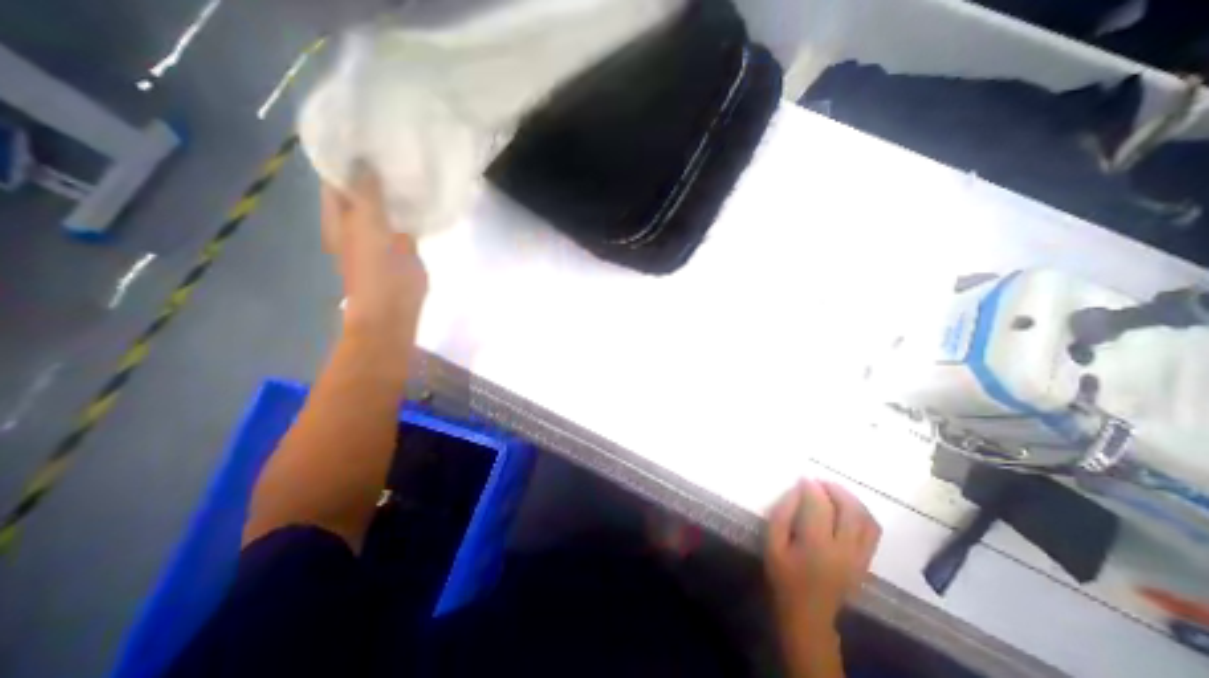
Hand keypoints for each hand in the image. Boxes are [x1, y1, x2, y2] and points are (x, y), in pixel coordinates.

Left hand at [324, 164, 425, 350]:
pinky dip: (410, 207)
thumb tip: (364, 160)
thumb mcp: (367, 226)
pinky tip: (422, 195)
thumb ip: (367, 193)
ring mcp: (381, 233)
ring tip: (410, 164)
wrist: (394, 309)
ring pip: (385, 203)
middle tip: (394, 147)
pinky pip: (404, 219)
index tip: (366, 135)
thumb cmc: (376, 270)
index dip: (347, 156)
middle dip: (374, 168)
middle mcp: (357, 221)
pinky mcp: (403, 245)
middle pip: (362, 188)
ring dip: (394, 187)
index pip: (337, 176)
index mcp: (339, 214)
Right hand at [769, 478, 884, 629]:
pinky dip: (863, 514)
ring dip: (852, 499)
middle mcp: (844, 550)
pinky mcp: (866, 563)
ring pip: (867, 519)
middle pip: (850, 509)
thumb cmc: (784, 575)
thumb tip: (796, 490)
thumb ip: (782, 513)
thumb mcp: (772, 543)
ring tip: (834, 492)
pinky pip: (873, 532)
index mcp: (816, 545)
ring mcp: (859, 558)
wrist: (808, 614)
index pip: (820, 506)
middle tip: (819, 481)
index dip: (811, 487)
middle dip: (835, 489)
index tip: (802, 478)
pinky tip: (847, 509)